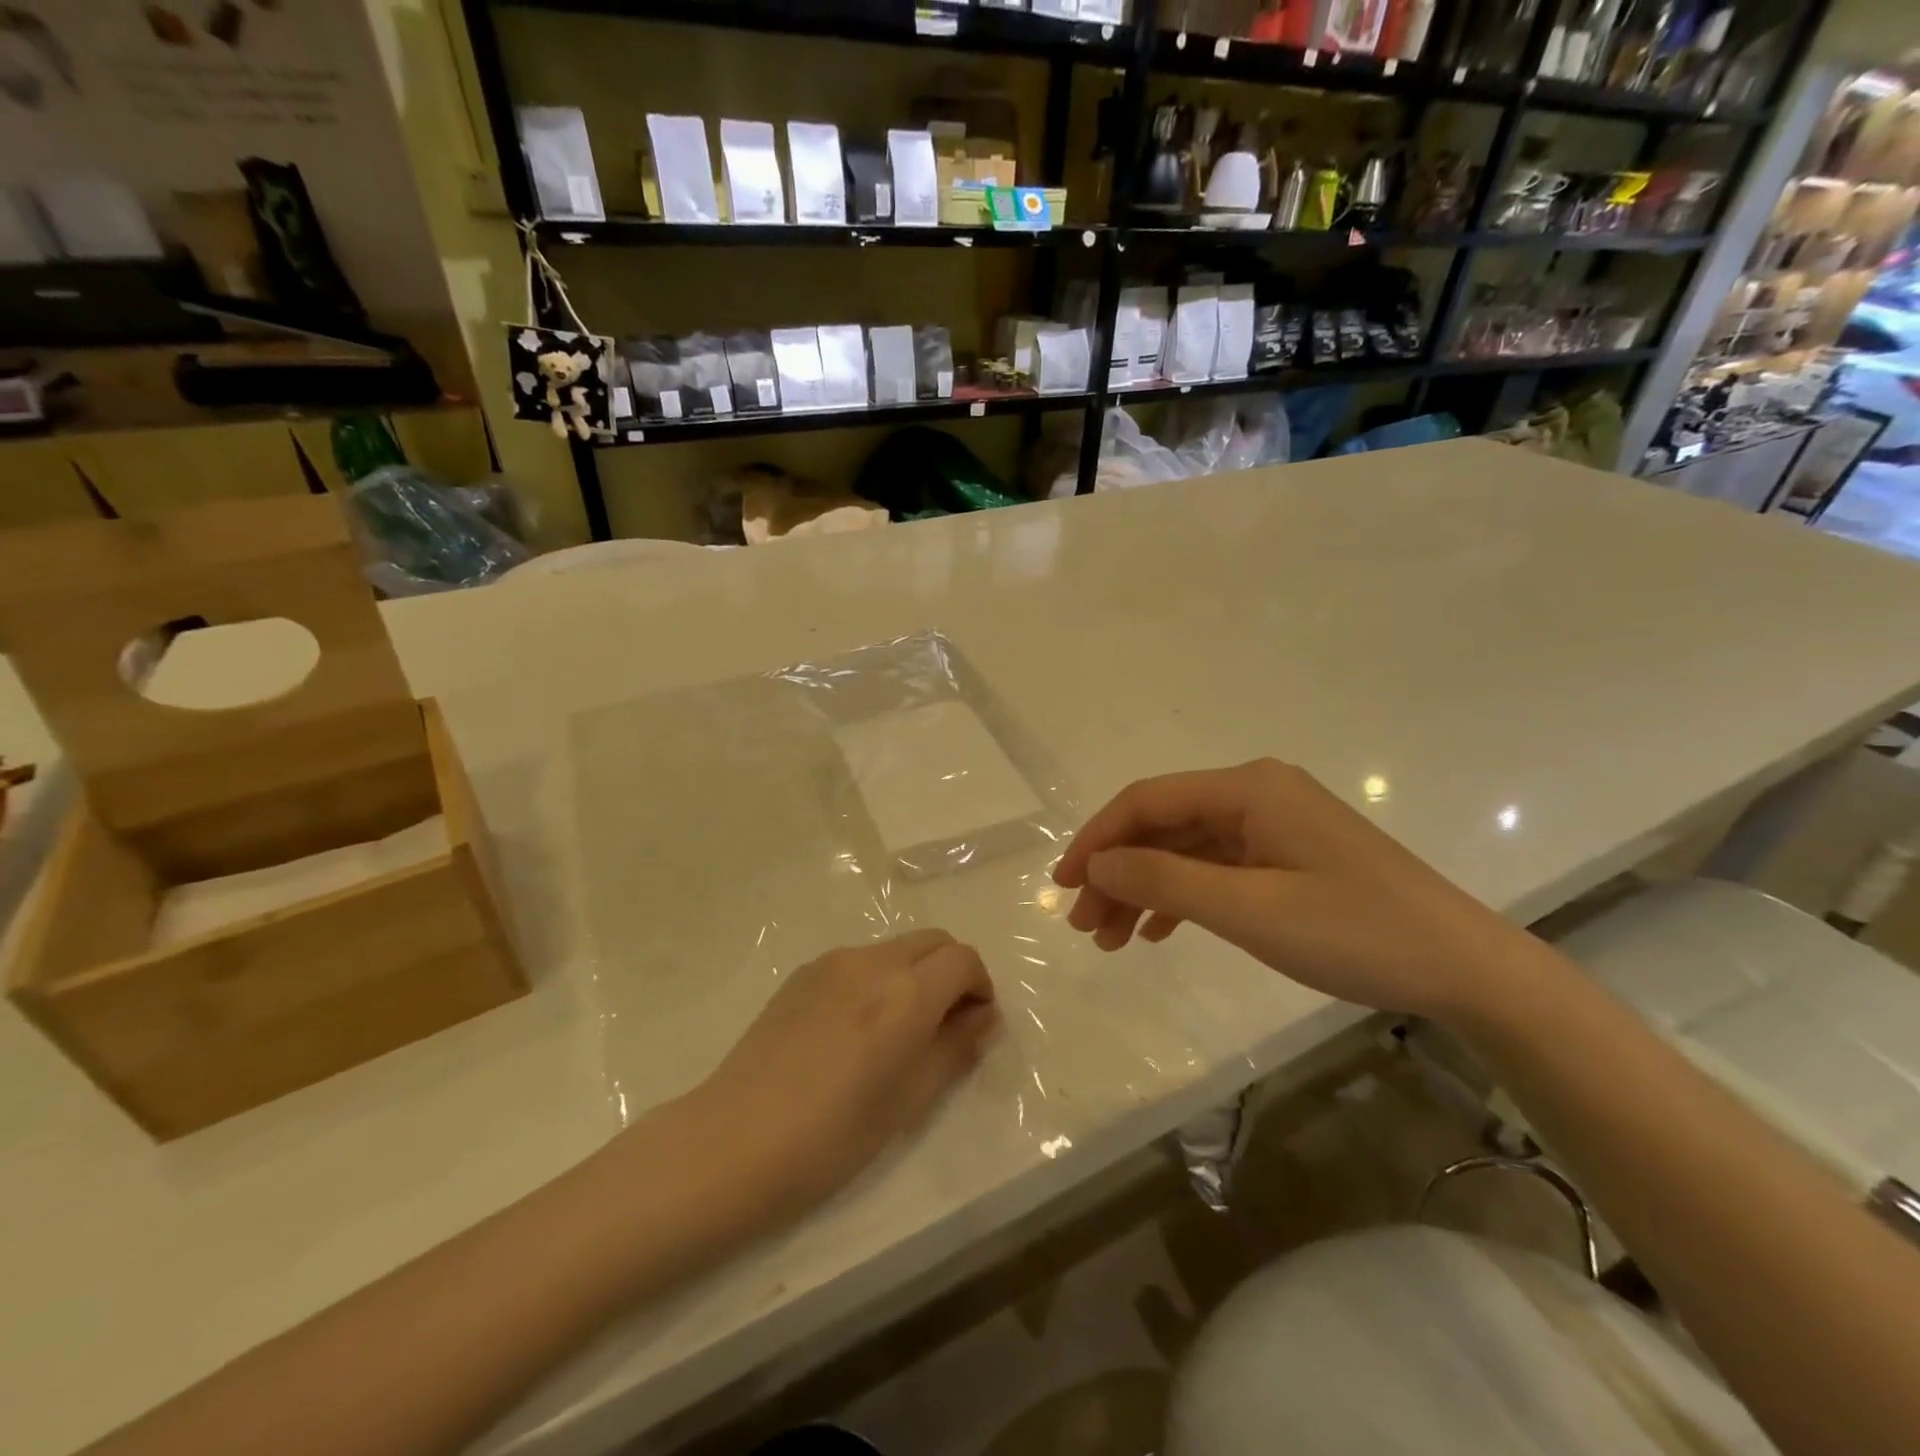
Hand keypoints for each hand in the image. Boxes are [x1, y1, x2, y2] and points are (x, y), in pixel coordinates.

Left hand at [682, 930, 998, 1210]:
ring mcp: (833, 961)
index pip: (963, 960)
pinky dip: (880, 978)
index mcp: (905, 994)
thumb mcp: (909, 1101)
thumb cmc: (831, 1138)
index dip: (980, 987)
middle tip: (945, 1025)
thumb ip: (955, 1049)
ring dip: (915, 974)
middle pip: (934, 941)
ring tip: (898, 1031)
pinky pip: (861, 960)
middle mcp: (873, 961)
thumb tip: (984, 1018)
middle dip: (952, 973)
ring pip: (897, 948)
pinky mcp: (804, 972)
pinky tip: (857, 1029)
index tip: (974, 1025)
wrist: (732, 1141)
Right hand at [1052, 759, 1531, 1017]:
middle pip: (1163, 825)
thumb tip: (1096, 863)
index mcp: (1248, 789)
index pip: (1148, 801)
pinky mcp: (1287, 856)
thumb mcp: (1250, 910)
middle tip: (1086, 926)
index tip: (1063, 884)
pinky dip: (1181, 896)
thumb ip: (1166, 881)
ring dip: (1144, 889)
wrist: (1465, 968)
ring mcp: (1274, 825)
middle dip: (1118, 872)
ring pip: (1185, 850)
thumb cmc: (1355, 933)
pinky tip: (1158, 930)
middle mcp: (1256, 794)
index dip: (1097, 839)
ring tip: (1112, 938)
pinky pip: (1215, 867)